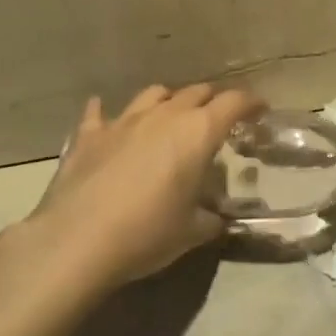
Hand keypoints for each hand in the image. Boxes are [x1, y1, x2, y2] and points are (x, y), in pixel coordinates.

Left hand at [0, 83, 262, 309]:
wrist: (75, 243)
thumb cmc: (147, 234)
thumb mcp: (193, 232)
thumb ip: (212, 218)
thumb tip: (220, 218)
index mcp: (198, 132)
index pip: (235, 102)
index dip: (251, 103)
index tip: (260, 110)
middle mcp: (165, 116)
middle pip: (197, 92)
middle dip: (213, 100)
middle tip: (219, 118)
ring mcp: (124, 122)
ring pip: (154, 94)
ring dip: (169, 100)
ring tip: (171, 115)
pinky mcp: (89, 136)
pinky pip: (99, 114)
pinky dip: (106, 113)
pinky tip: (104, 114)